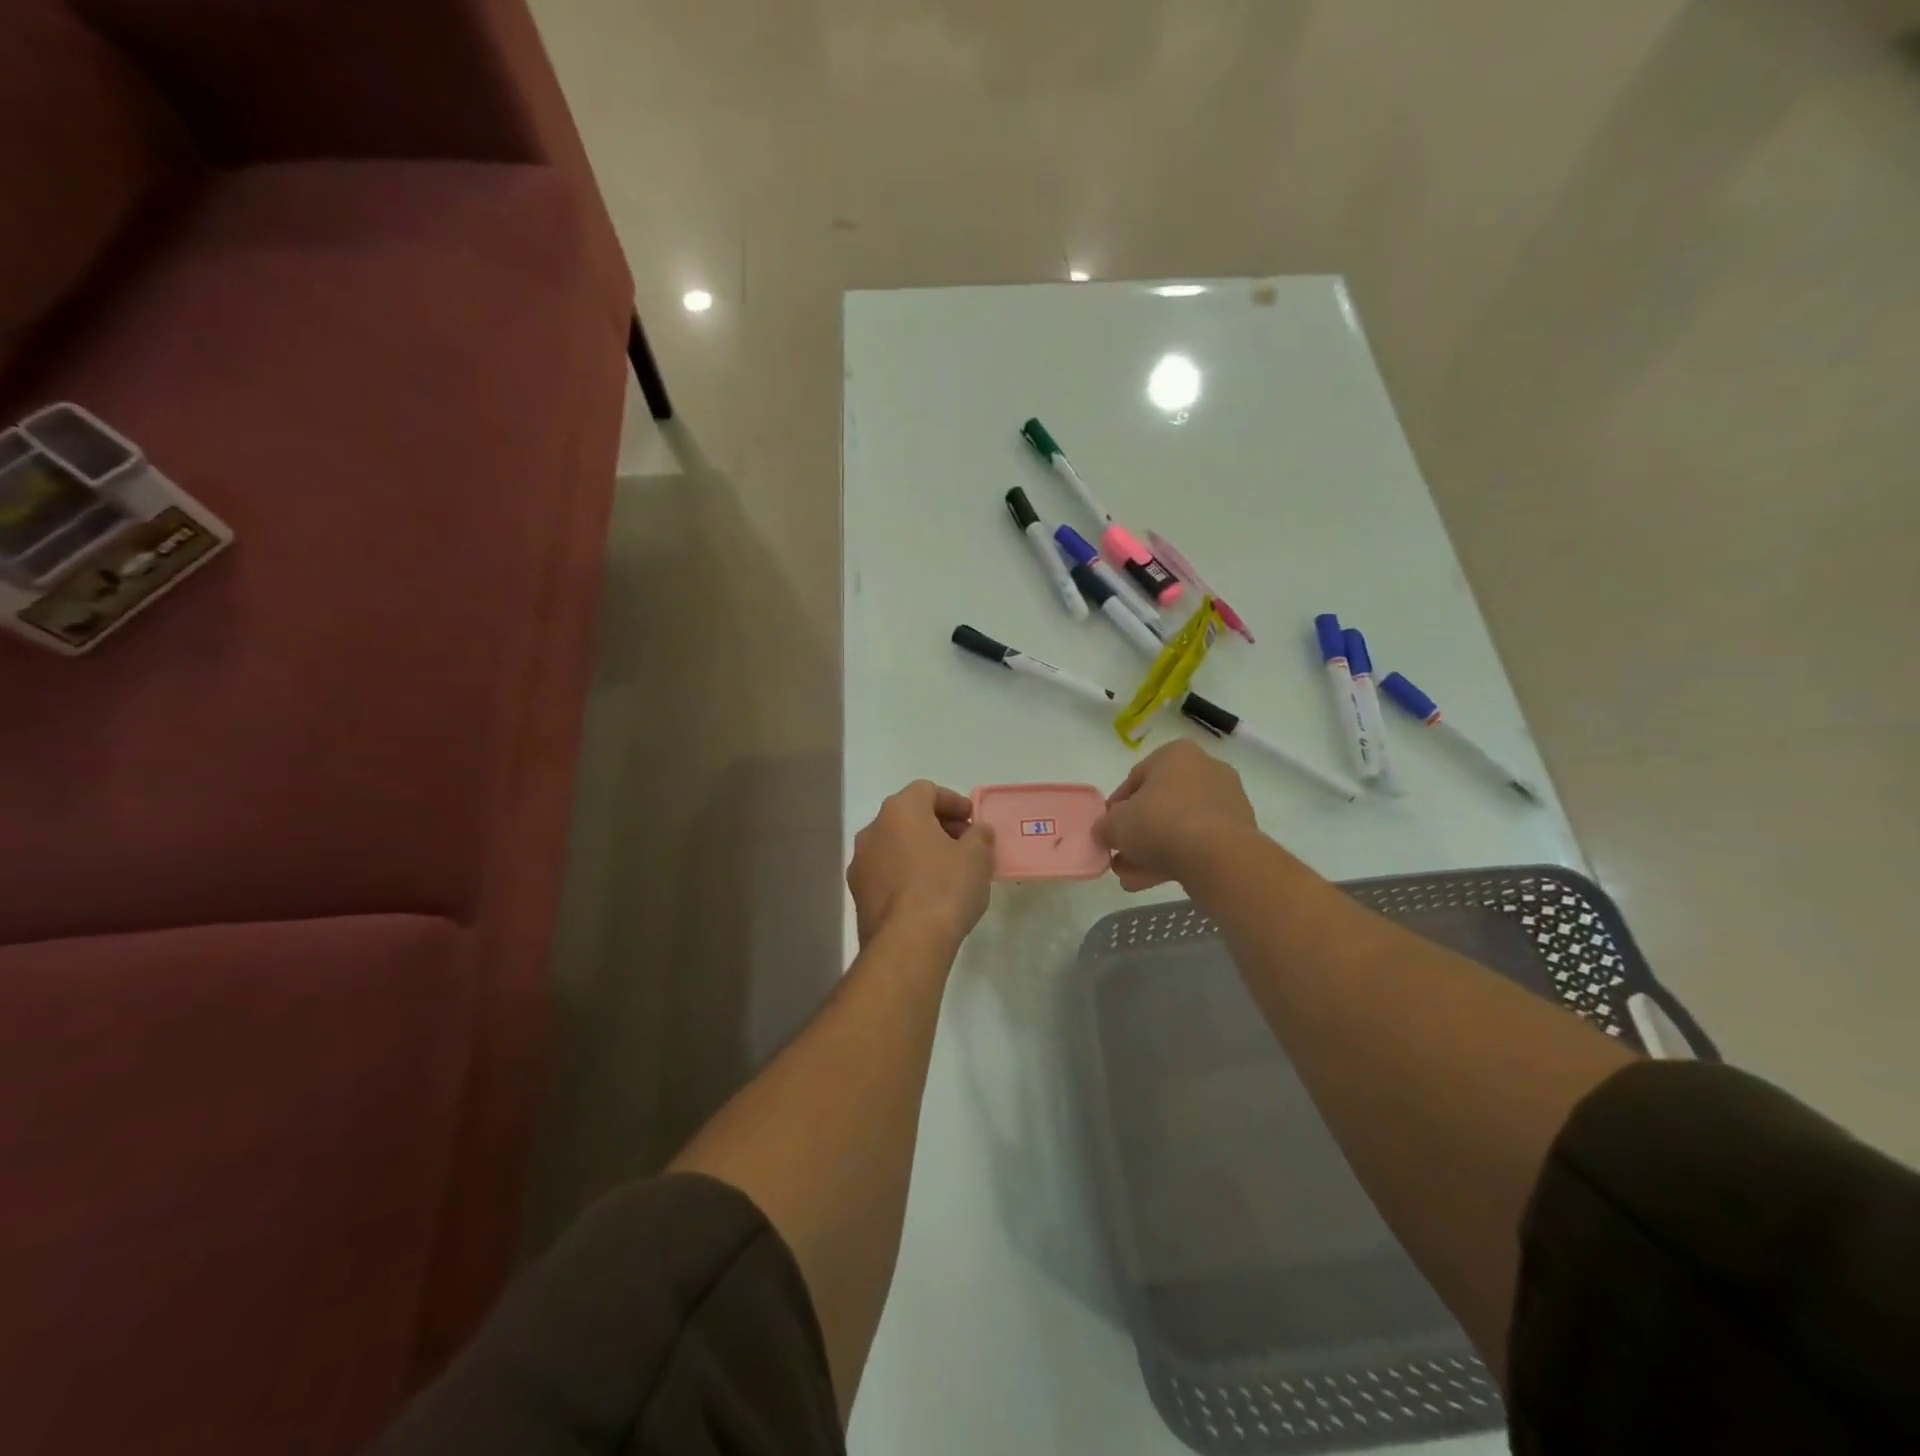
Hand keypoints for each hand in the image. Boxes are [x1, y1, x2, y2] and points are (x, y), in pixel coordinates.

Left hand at [848, 781, 996, 949]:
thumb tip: (978, 831)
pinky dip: (906, 874)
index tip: (973, 821)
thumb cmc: (945, 888)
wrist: (907, 943)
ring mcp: (861, 863)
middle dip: (938, 827)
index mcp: (900, 811)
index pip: (926, 790)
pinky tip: (927, 895)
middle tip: (964, 845)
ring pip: (895, 846)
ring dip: (919, 851)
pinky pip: (886, 872)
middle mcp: (873, 830)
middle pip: (908, 817)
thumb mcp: (977, 857)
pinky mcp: (858, 894)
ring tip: (947, 872)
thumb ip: (980, 836)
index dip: (953, 802)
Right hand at [1096, 739, 1259, 891]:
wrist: (1218, 857)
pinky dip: (1177, 857)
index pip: (1136, 778)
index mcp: (1175, 754)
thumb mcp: (1115, 824)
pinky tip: (1154, 880)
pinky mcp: (1239, 832)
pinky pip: (1199, 842)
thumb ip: (1105, 826)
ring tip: (1132, 877)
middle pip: (1160, 804)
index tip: (1107, 829)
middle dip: (1137, 832)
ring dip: (1153, 850)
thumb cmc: (1160, 823)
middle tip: (1120, 855)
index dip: (1116, 807)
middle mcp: (1205, 769)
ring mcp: (1226, 801)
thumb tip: (1105, 831)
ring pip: (1179, 826)